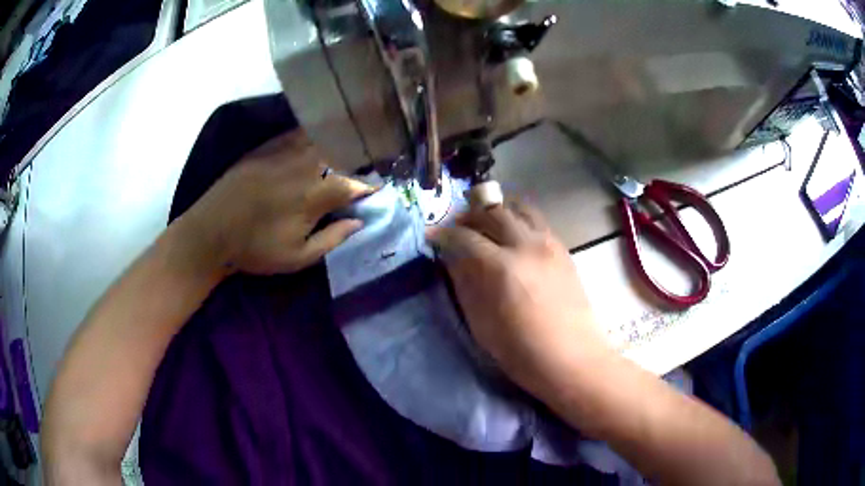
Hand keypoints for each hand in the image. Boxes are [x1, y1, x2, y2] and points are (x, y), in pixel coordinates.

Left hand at [177, 130, 372, 275]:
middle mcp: (305, 165)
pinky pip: (298, 133)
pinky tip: (318, 137)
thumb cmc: (255, 249)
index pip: (355, 184)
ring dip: (339, 141)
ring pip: (322, 138)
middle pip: (343, 152)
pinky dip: (314, 134)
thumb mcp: (297, 257)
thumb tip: (359, 222)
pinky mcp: (268, 146)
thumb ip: (332, 238)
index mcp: (315, 195)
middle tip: (368, 163)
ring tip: (348, 145)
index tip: (379, 188)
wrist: (212, 231)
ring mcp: (285, 151)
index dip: (370, 186)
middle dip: (359, 157)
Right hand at [428, 201, 609, 396]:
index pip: (464, 237)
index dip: (444, 234)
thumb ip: (466, 285)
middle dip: (469, 216)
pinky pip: (537, 221)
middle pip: (492, 212)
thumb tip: (453, 260)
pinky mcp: (563, 249)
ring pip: (518, 209)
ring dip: (497, 211)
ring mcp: (548, 243)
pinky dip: (519, 220)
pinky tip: (513, 237)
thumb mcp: (482, 324)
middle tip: (458, 228)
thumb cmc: (522, 352)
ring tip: (486, 224)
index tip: (433, 236)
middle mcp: (525, 245)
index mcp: (501, 268)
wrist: (572, 358)